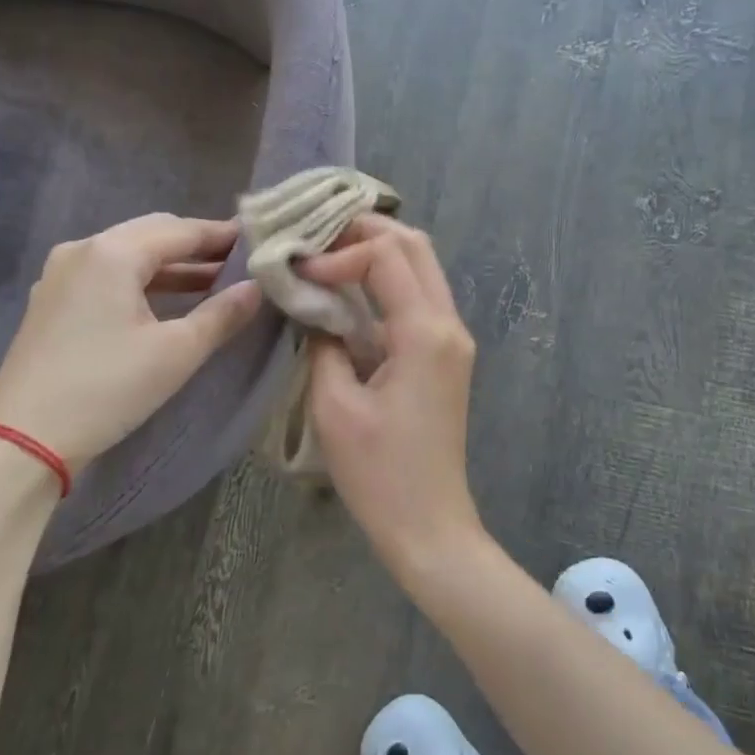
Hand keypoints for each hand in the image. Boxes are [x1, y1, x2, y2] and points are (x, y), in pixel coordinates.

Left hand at [0, 215, 262, 470]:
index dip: (223, 235)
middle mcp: (83, 250)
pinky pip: (108, 274)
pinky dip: (143, 280)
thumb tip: (257, 287)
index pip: (182, 230)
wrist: (22, 440)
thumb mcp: (177, 352)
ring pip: (129, 254)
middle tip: (239, 261)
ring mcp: (61, 274)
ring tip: (214, 283)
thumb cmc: (107, 388)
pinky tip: (168, 300)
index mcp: (113, 252)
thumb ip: (223, 314)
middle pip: (153, 233)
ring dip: (172, 265)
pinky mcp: (52, 300)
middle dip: (197, 246)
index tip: (258, 240)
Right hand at [301, 217, 484, 587]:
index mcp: (425, 332)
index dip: (340, 252)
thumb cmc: (378, 472)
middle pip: (416, 246)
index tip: (300, 272)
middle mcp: (450, 324)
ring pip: (423, 267)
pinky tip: (353, 289)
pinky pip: (422, 297)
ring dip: (380, 251)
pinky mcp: (448, 354)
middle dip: (367, 231)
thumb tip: (315, 307)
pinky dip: (389, 280)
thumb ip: (323, 342)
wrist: (430, 523)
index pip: (387, 256)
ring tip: (330, 253)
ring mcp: (455, 338)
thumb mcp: (334, 405)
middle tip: (317, 236)